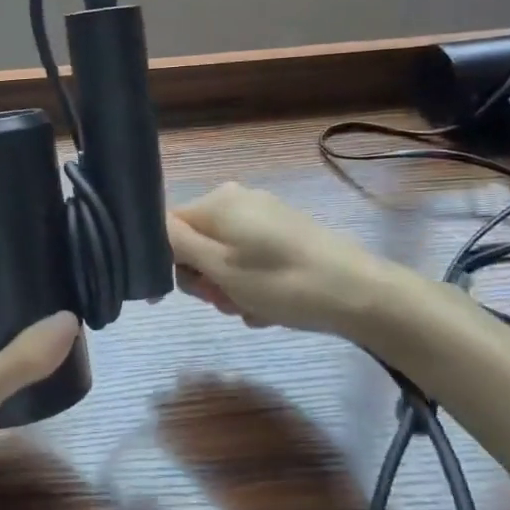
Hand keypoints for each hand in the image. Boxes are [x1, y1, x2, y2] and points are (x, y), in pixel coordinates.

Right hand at [168, 182, 397, 338]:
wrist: (360, 295)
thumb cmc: (282, 282)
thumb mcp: (221, 268)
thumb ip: (178, 245)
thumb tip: (149, 227)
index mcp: (218, 202)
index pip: (168, 226)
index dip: (168, 262)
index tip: (183, 295)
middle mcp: (238, 200)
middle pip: (196, 243)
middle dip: (205, 278)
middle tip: (225, 302)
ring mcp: (265, 216)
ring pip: (223, 257)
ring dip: (229, 288)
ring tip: (251, 309)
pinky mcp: (285, 235)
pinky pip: (250, 260)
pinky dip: (252, 285)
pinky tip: (268, 308)